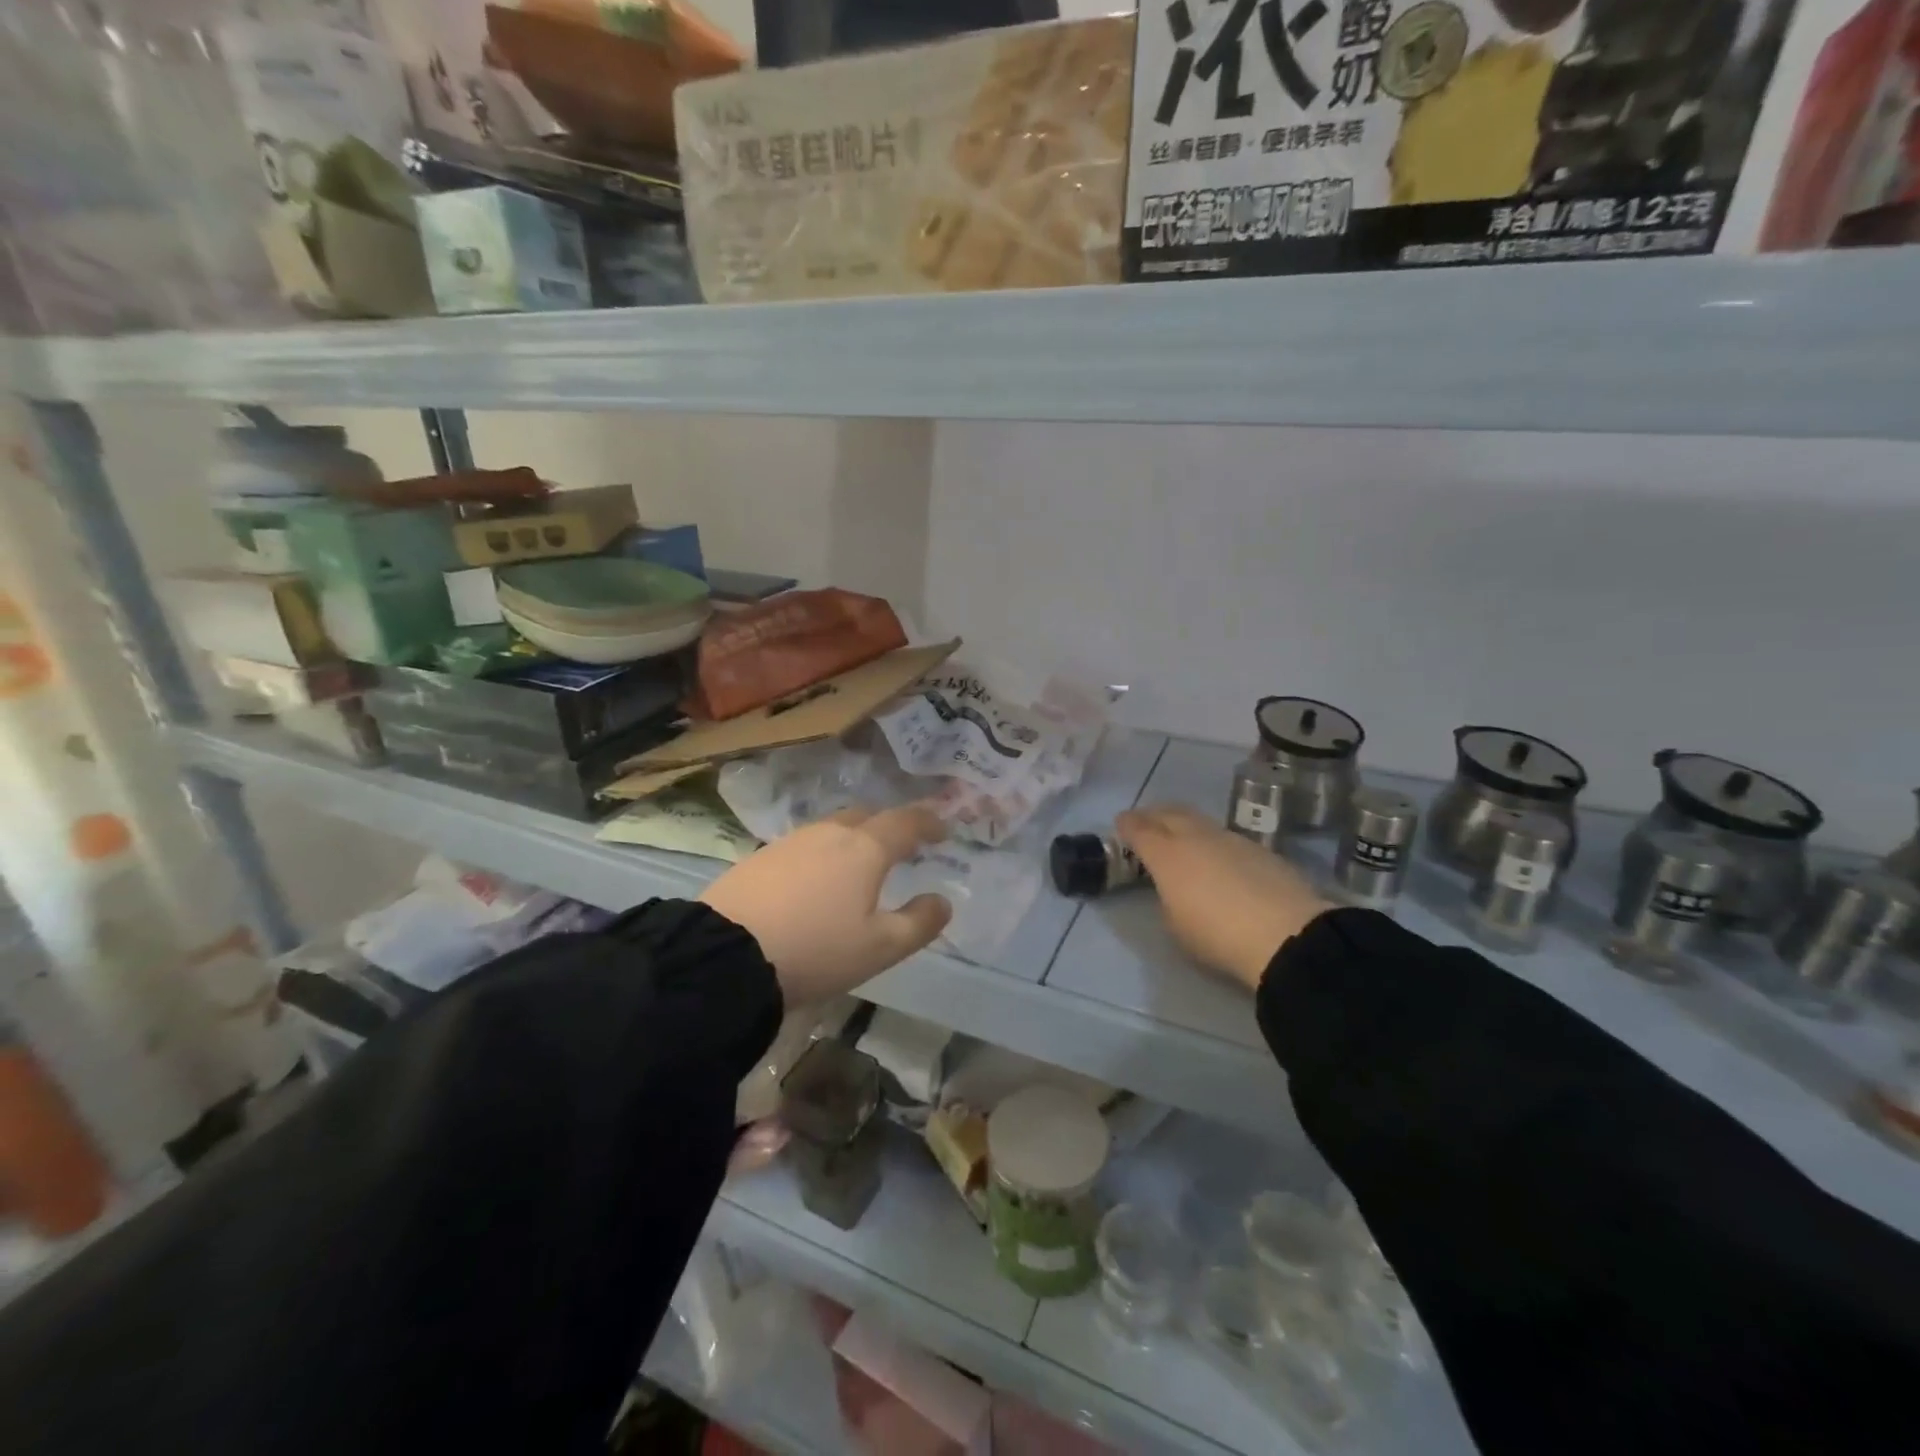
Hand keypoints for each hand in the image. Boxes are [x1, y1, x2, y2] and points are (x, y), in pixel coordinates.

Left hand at [699, 805, 952, 1004]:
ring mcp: (790, 842)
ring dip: (853, 840)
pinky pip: (804, 846)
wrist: (725, 955)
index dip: (929, 822)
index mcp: (865, 849)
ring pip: (832, 829)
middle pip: (867, 817)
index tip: (943, 830)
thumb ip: (919, 923)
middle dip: (889, 826)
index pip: (906, 822)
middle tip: (902, 847)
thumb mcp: (880, 948)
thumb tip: (943, 901)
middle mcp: (829, 833)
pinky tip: (816, 880)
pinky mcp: (760, 858)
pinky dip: (822, 855)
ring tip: (859, 865)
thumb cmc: (816, 949)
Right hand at [1116, 804, 1332, 991]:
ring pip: (1199, 821)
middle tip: (1146, 822)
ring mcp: (1231, 839)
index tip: (1121, 824)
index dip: (1127, 824)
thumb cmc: (1217, 936)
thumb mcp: (1176, 926)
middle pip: (1169, 813)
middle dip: (1153, 814)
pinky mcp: (1260, 849)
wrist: (1286, 935)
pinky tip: (1218, 858)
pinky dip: (1212, 840)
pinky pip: (1225, 836)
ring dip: (1185, 824)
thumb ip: (1169, 898)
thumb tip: (1176, 888)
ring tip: (1181, 837)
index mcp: (1167, 854)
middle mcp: (1196, 837)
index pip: (1139, 828)